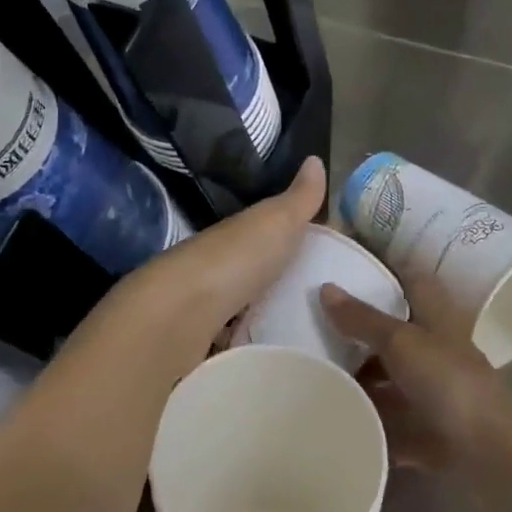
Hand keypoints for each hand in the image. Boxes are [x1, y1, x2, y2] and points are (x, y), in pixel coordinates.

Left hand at [124, 155, 327, 330]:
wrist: (179, 313)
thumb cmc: (234, 260)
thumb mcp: (275, 222)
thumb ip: (299, 198)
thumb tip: (315, 158)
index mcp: (241, 233)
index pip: (273, 229)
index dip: (298, 236)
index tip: (332, 253)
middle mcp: (223, 263)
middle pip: (259, 269)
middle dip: (286, 280)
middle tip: (328, 301)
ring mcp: (210, 303)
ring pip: (245, 304)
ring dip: (267, 312)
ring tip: (309, 333)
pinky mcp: (205, 339)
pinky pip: (234, 337)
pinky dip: (250, 341)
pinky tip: (273, 353)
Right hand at [320, 276, 511, 470]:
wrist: (491, 456)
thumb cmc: (448, 382)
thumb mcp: (400, 341)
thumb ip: (363, 318)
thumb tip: (325, 287)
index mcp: (437, 320)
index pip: (414, 282)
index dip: (389, 272)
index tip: (354, 268)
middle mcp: (437, 352)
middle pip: (398, 335)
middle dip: (363, 333)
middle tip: (318, 326)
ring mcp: (435, 395)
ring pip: (393, 380)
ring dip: (363, 381)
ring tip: (319, 375)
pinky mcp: (428, 434)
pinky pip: (392, 424)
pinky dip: (370, 423)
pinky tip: (338, 420)